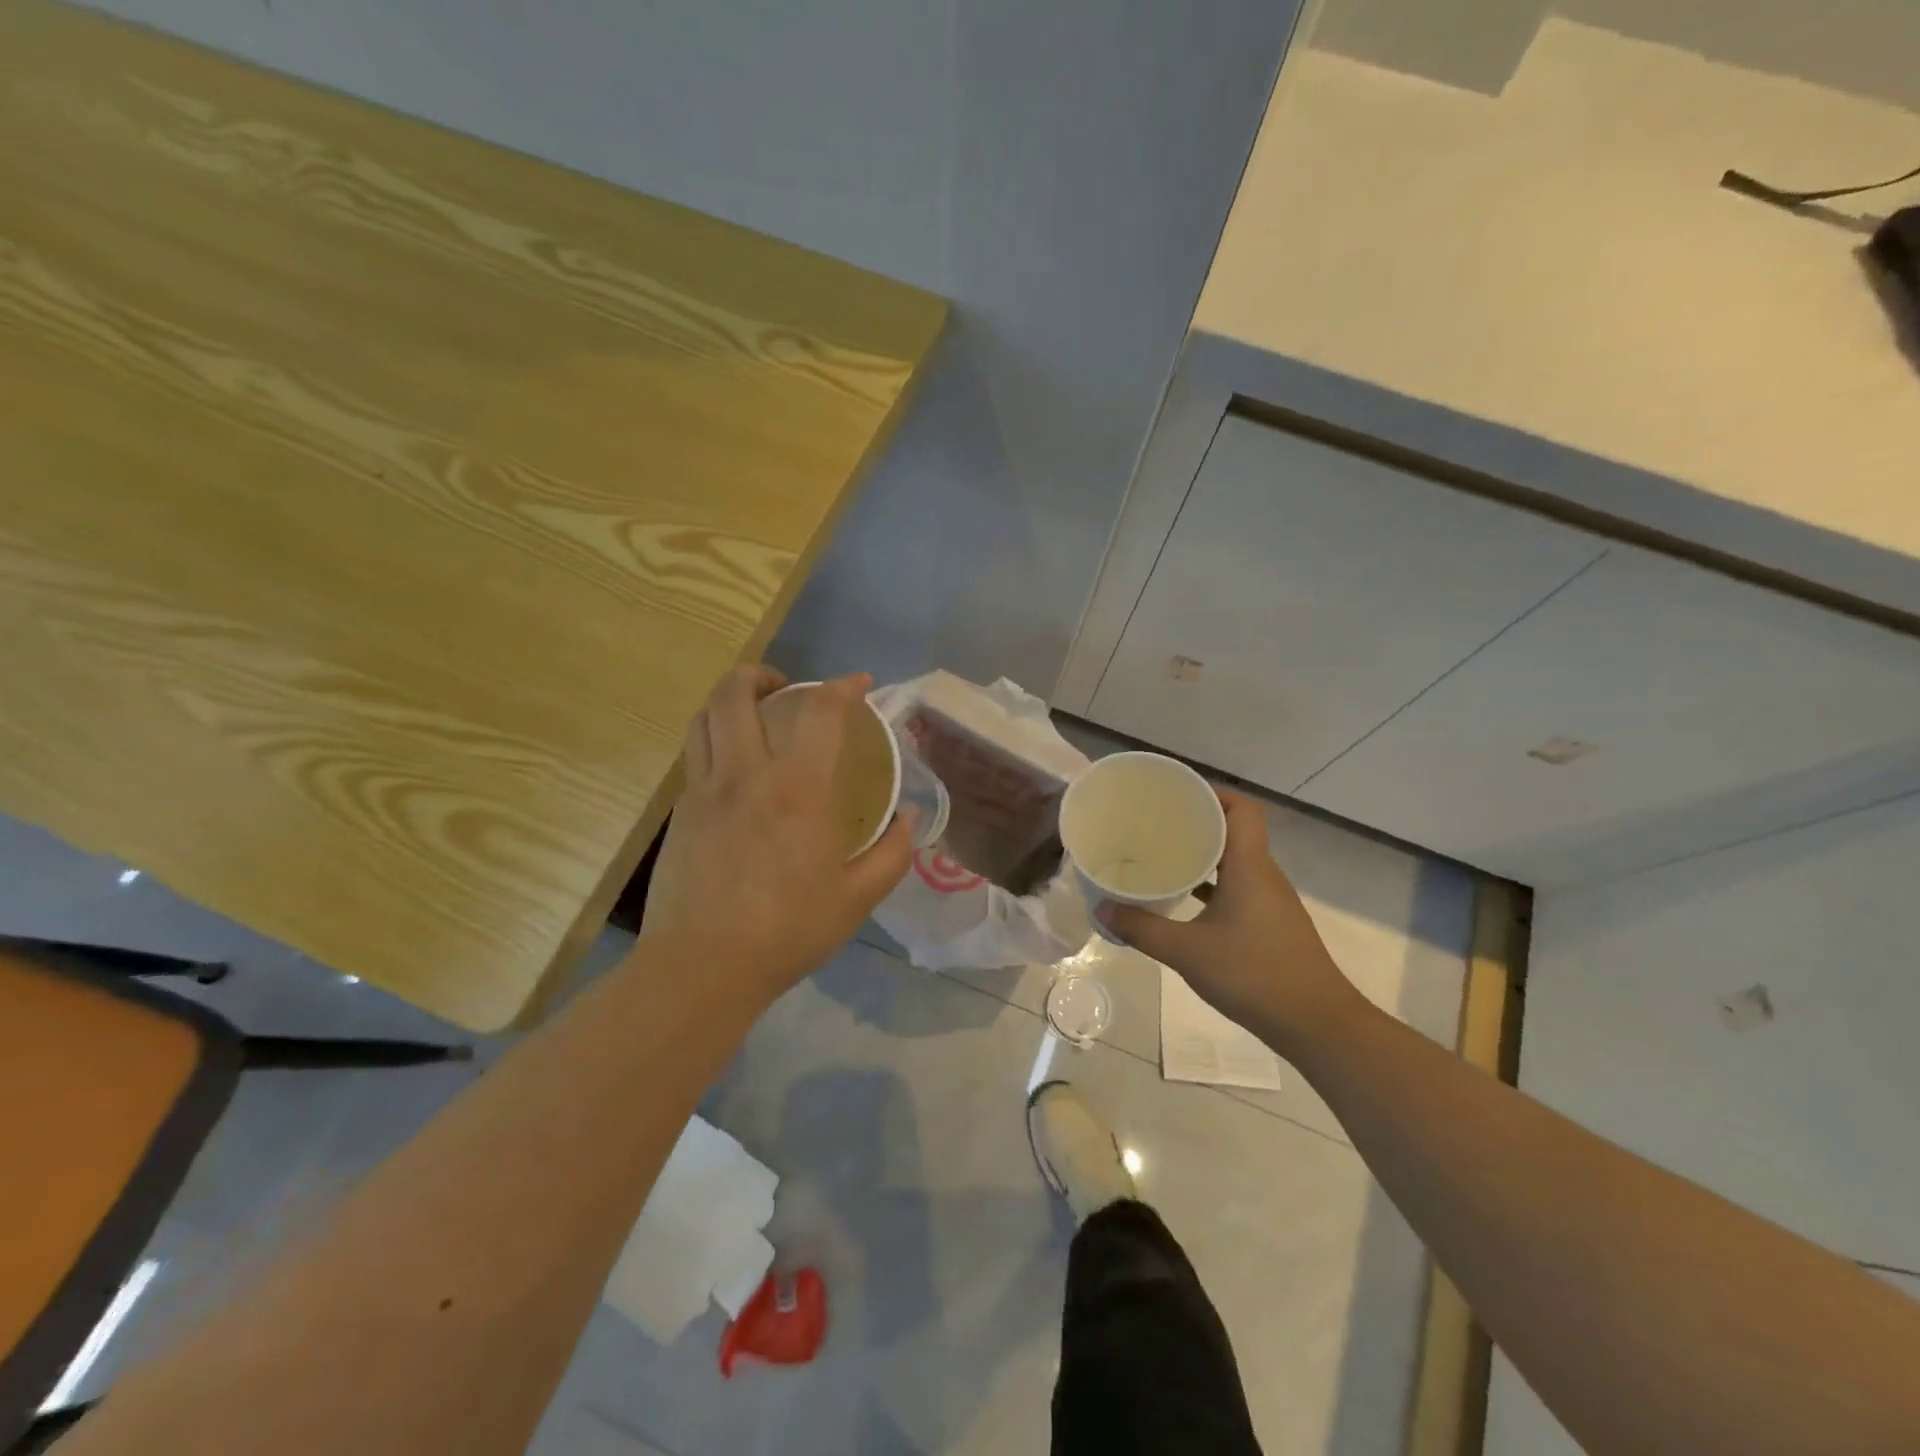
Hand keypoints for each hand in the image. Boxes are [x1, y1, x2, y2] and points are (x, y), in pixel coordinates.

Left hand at [640, 665, 912, 1004]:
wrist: (702, 966)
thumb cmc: (787, 931)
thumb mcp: (857, 898)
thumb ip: (892, 853)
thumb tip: (909, 819)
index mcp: (797, 789)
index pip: (819, 711)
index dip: (843, 687)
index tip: (859, 684)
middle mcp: (745, 775)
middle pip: (735, 693)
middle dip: (761, 674)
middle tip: (785, 687)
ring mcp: (703, 791)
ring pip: (704, 718)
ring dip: (729, 700)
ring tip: (753, 714)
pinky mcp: (680, 814)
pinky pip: (695, 757)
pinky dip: (716, 742)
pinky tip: (736, 773)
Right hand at [1099, 789, 1361, 1054]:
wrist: (1317, 1025)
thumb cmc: (1253, 975)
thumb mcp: (1187, 951)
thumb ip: (1142, 928)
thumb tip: (1102, 910)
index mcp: (1250, 866)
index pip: (1241, 809)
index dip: (1212, 794)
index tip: (1176, 796)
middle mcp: (1264, 875)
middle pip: (1234, 831)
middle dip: (1196, 823)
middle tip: (1156, 824)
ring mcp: (1270, 901)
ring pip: (1235, 862)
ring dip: (1203, 856)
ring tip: (1163, 856)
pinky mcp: (1271, 924)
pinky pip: (1238, 888)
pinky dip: (1212, 886)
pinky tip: (1183, 901)